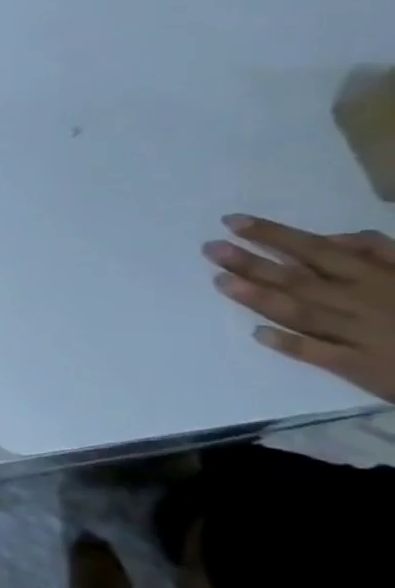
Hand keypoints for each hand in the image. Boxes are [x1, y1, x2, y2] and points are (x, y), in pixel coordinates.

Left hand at [205, 214, 394, 402]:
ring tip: (219, 281)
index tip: (232, 221)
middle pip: (299, 278)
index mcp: (379, 276)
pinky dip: (289, 343)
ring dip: (259, 297)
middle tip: (209, 248)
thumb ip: (384, 253)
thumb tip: (338, 237)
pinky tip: (258, 333)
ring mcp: (358, 334)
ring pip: (301, 312)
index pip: (317, 250)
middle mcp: (362, 301)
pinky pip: (319, 353)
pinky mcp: (360, 366)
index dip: (274, 235)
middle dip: (252, 262)